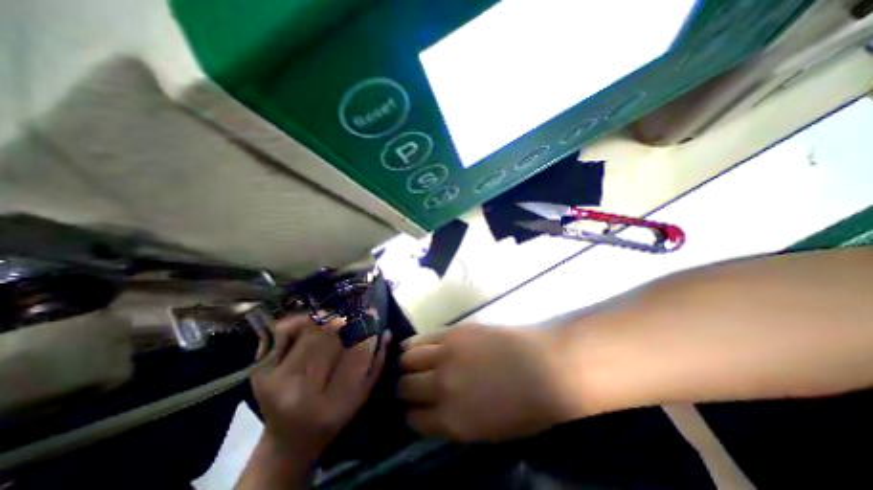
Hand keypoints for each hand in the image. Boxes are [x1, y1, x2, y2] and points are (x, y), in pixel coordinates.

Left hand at [250, 315, 389, 460]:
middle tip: (352, 315)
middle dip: (344, 323)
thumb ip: (376, 364)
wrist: (288, 439)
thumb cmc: (332, 417)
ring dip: (325, 320)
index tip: (373, 314)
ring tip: (334, 320)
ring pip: (307, 332)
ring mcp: (274, 380)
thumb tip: (386, 332)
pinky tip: (310, 322)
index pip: (355, 355)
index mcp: (330, 405)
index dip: (366, 331)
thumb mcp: (361, 396)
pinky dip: (298, 321)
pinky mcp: (259, 372)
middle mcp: (298, 393)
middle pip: (328, 339)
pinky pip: (282, 333)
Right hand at [398, 324, 578, 441]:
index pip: (413, 419)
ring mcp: (446, 355)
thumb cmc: (524, 406)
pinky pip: (421, 338)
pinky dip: (411, 345)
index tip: (411, 409)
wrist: (543, 366)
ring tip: (406, 364)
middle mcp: (442, 386)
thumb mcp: (488, 432)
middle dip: (402, 389)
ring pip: (407, 360)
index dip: (409, 414)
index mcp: (452, 420)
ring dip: (404, 365)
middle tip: (406, 385)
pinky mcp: (452, 332)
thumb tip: (433, 412)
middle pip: (405, 387)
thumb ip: (454, 423)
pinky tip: (409, 346)